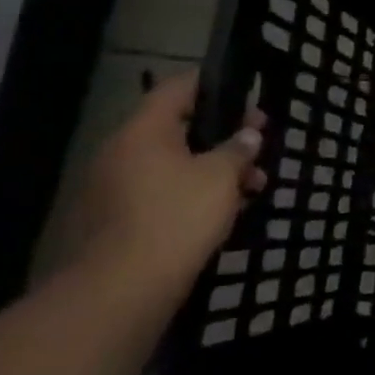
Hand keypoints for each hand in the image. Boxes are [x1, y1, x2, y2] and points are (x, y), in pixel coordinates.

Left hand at [63, 72, 266, 293]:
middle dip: (223, 137)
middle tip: (259, 147)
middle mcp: (122, 152)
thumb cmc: (176, 217)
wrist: (122, 289)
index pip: (177, 88)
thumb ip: (238, 149)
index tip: (246, 95)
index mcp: (143, 131)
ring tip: (253, 187)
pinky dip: (193, 194)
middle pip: (178, 129)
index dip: (212, 85)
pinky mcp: (118, 221)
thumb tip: (248, 134)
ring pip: (174, 165)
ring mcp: (115, 188)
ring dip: (214, 170)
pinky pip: (163, 192)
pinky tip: (225, 212)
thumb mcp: (221, 177)